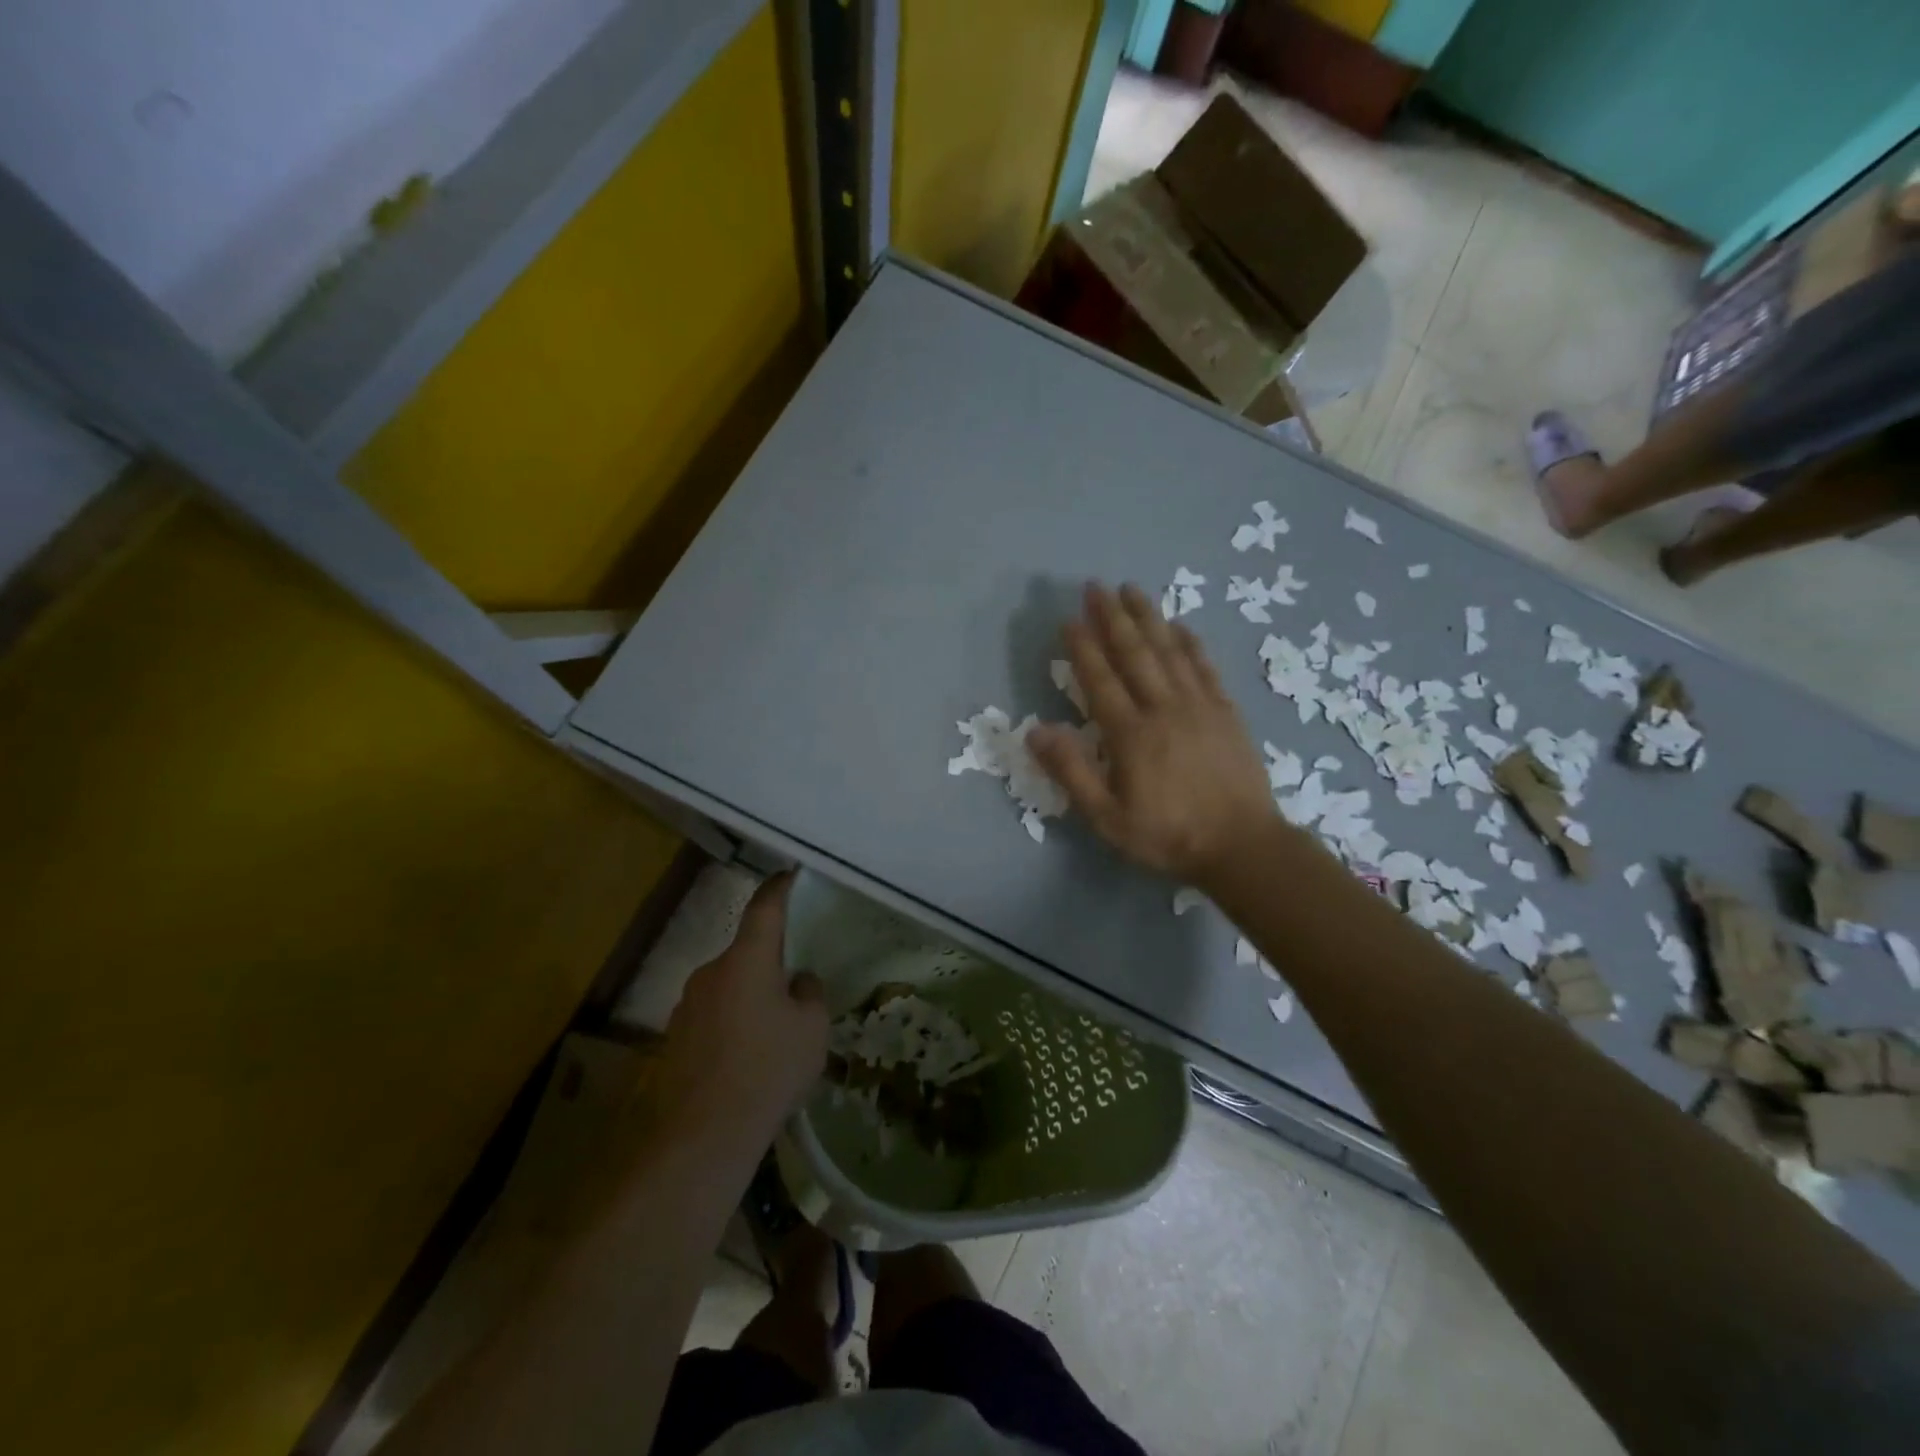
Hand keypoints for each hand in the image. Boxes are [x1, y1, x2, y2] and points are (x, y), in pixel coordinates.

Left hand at [654, 873, 829, 1150]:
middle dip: (770, 964)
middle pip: (746, 952)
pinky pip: (713, 1014)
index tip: (790, 875)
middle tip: (795, 992)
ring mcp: (687, 1004)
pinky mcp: (675, 1036)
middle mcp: (712, 971)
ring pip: (729, 985)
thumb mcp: (812, 1029)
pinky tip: (745, 1058)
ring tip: (772, 1035)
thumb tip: (798, 981)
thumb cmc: (769, 1070)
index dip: (780, 887)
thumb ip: (809, 993)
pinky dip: (731, 1022)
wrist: (705, 1135)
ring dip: (749, 996)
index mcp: (747, 960)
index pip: (765, 907)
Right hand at [1029, 582, 1278, 886]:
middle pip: (1134, 653)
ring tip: (1131, 589)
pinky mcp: (1225, 711)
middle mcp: (1163, 708)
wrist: (1243, 846)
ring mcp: (1199, 705)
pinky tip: (1179, 624)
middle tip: (1096, 586)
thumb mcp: (1107, 818)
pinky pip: (1204, 666)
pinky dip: (1190, 642)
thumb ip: (1071, 772)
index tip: (1069, 619)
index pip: (1100, 679)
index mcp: (1130, 734)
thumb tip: (1035, 732)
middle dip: (1113, 617)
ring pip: (1169, 650)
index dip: (1083, 647)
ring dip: (1148, 617)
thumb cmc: (1168, 835)